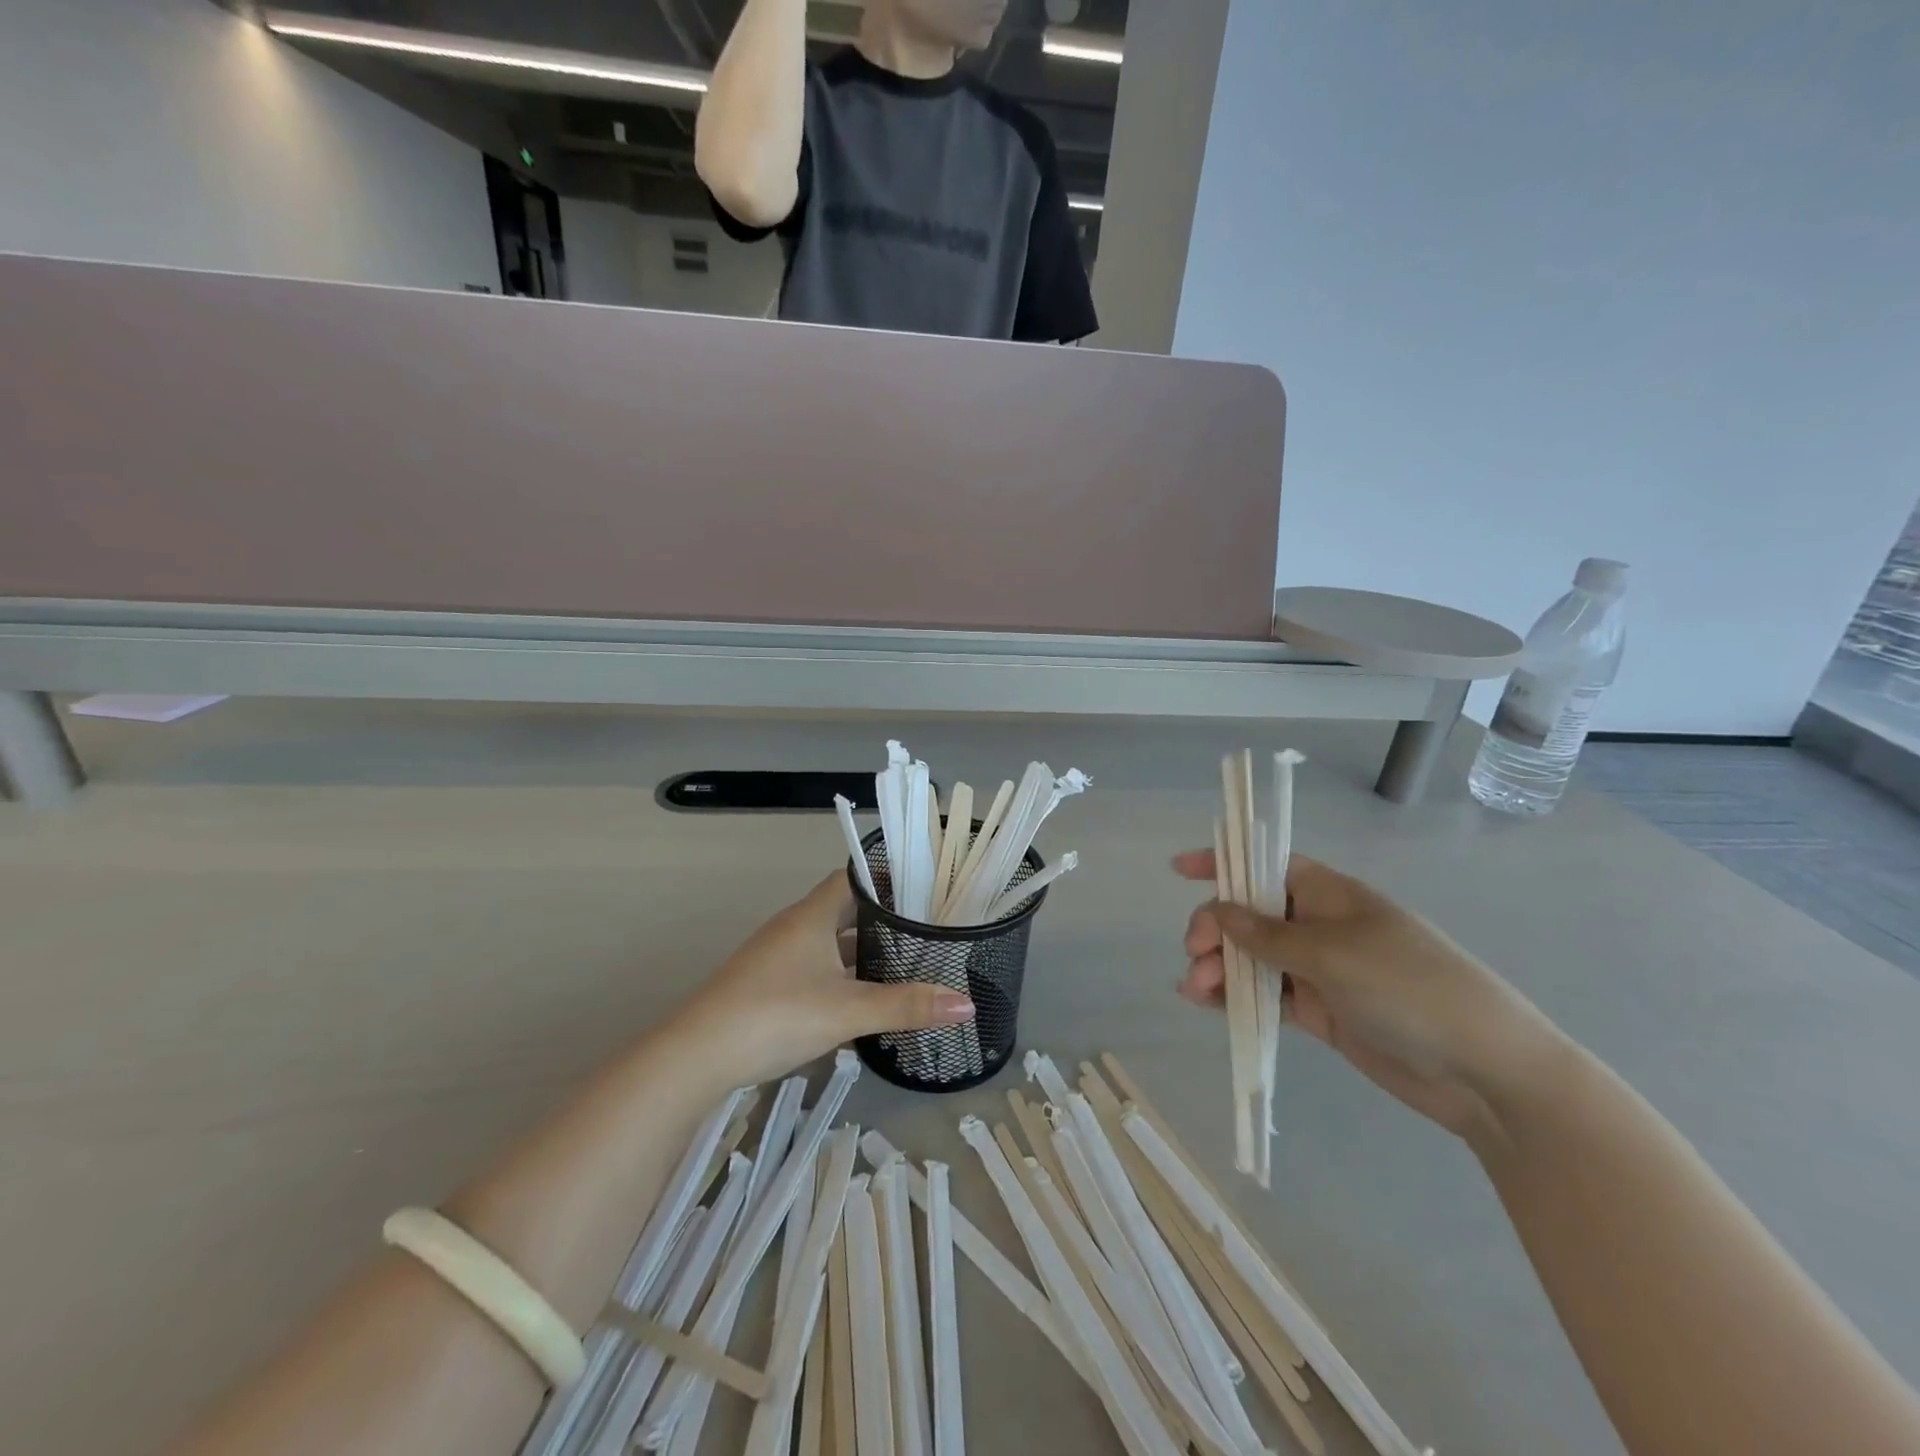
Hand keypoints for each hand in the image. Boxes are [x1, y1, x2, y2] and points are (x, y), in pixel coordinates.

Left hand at [677, 872, 976, 1087]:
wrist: (697, 1056)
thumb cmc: (776, 1015)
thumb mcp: (848, 1011)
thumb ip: (907, 1006)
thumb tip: (967, 1004)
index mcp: (812, 915)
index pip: (855, 877)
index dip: (888, 878)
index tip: (926, 889)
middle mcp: (793, 926)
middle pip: (844, 909)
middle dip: (883, 918)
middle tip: (925, 929)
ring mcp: (777, 955)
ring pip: (829, 941)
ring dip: (861, 949)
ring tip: (904, 962)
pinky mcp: (767, 983)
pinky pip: (814, 965)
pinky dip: (841, 973)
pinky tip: (861, 997)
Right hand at [1174, 850, 1563, 1137]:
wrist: (1483, 1071)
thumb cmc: (1408, 987)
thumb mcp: (1332, 953)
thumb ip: (1268, 934)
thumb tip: (1219, 910)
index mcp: (1329, 894)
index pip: (1265, 865)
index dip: (1223, 862)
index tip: (1178, 870)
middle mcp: (1320, 925)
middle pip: (1250, 915)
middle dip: (1214, 929)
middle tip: (1194, 955)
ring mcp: (1320, 970)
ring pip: (1253, 958)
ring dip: (1218, 967)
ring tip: (1195, 990)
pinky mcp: (1321, 1010)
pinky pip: (1266, 994)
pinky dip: (1235, 996)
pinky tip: (1207, 1003)